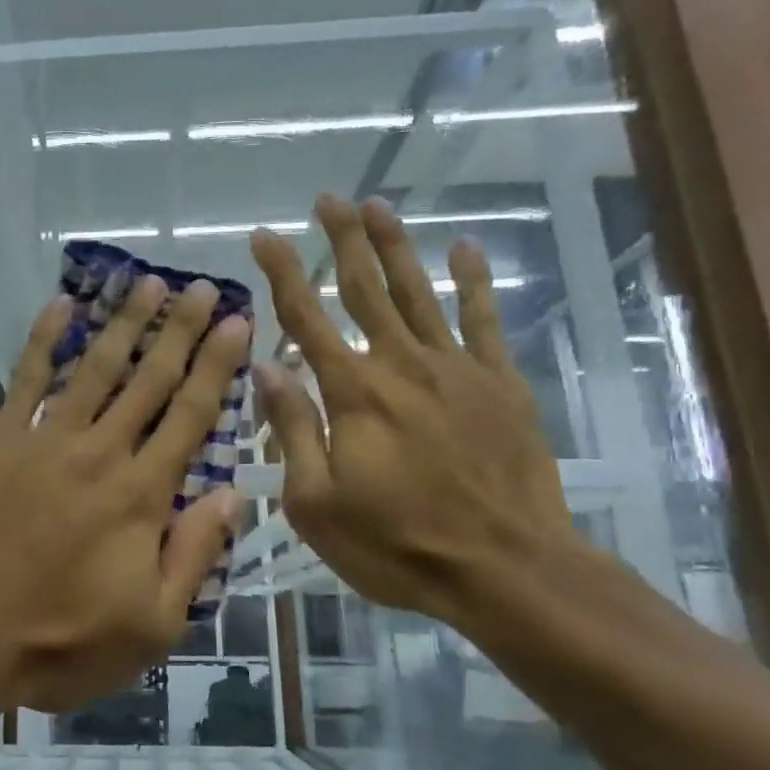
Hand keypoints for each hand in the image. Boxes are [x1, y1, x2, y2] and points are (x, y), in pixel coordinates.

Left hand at [0, 276, 251, 713]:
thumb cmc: (61, 643)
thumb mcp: (152, 625)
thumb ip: (195, 555)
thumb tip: (232, 495)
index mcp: (143, 496)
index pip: (192, 416)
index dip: (217, 366)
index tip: (236, 323)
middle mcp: (101, 453)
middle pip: (149, 380)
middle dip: (180, 330)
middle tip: (202, 289)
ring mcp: (46, 441)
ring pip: (96, 369)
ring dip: (125, 324)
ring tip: (147, 283)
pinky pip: (26, 380)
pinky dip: (45, 340)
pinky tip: (62, 306)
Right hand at [249, 194, 572, 625]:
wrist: (507, 570)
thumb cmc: (397, 545)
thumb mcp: (317, 502)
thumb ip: (293, 428)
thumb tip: (265, 367)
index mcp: (353, 393)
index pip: (306, 317)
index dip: (282, 273)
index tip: (262, 236)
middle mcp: (401, 365)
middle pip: (366, 288)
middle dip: (343, 240)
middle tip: (326, 199)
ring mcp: (457, 370)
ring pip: (420, 293)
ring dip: (397, 246)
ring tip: (378, 205)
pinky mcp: (500, 385)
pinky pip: (484, 321)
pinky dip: (474, 282)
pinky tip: (465, 249)